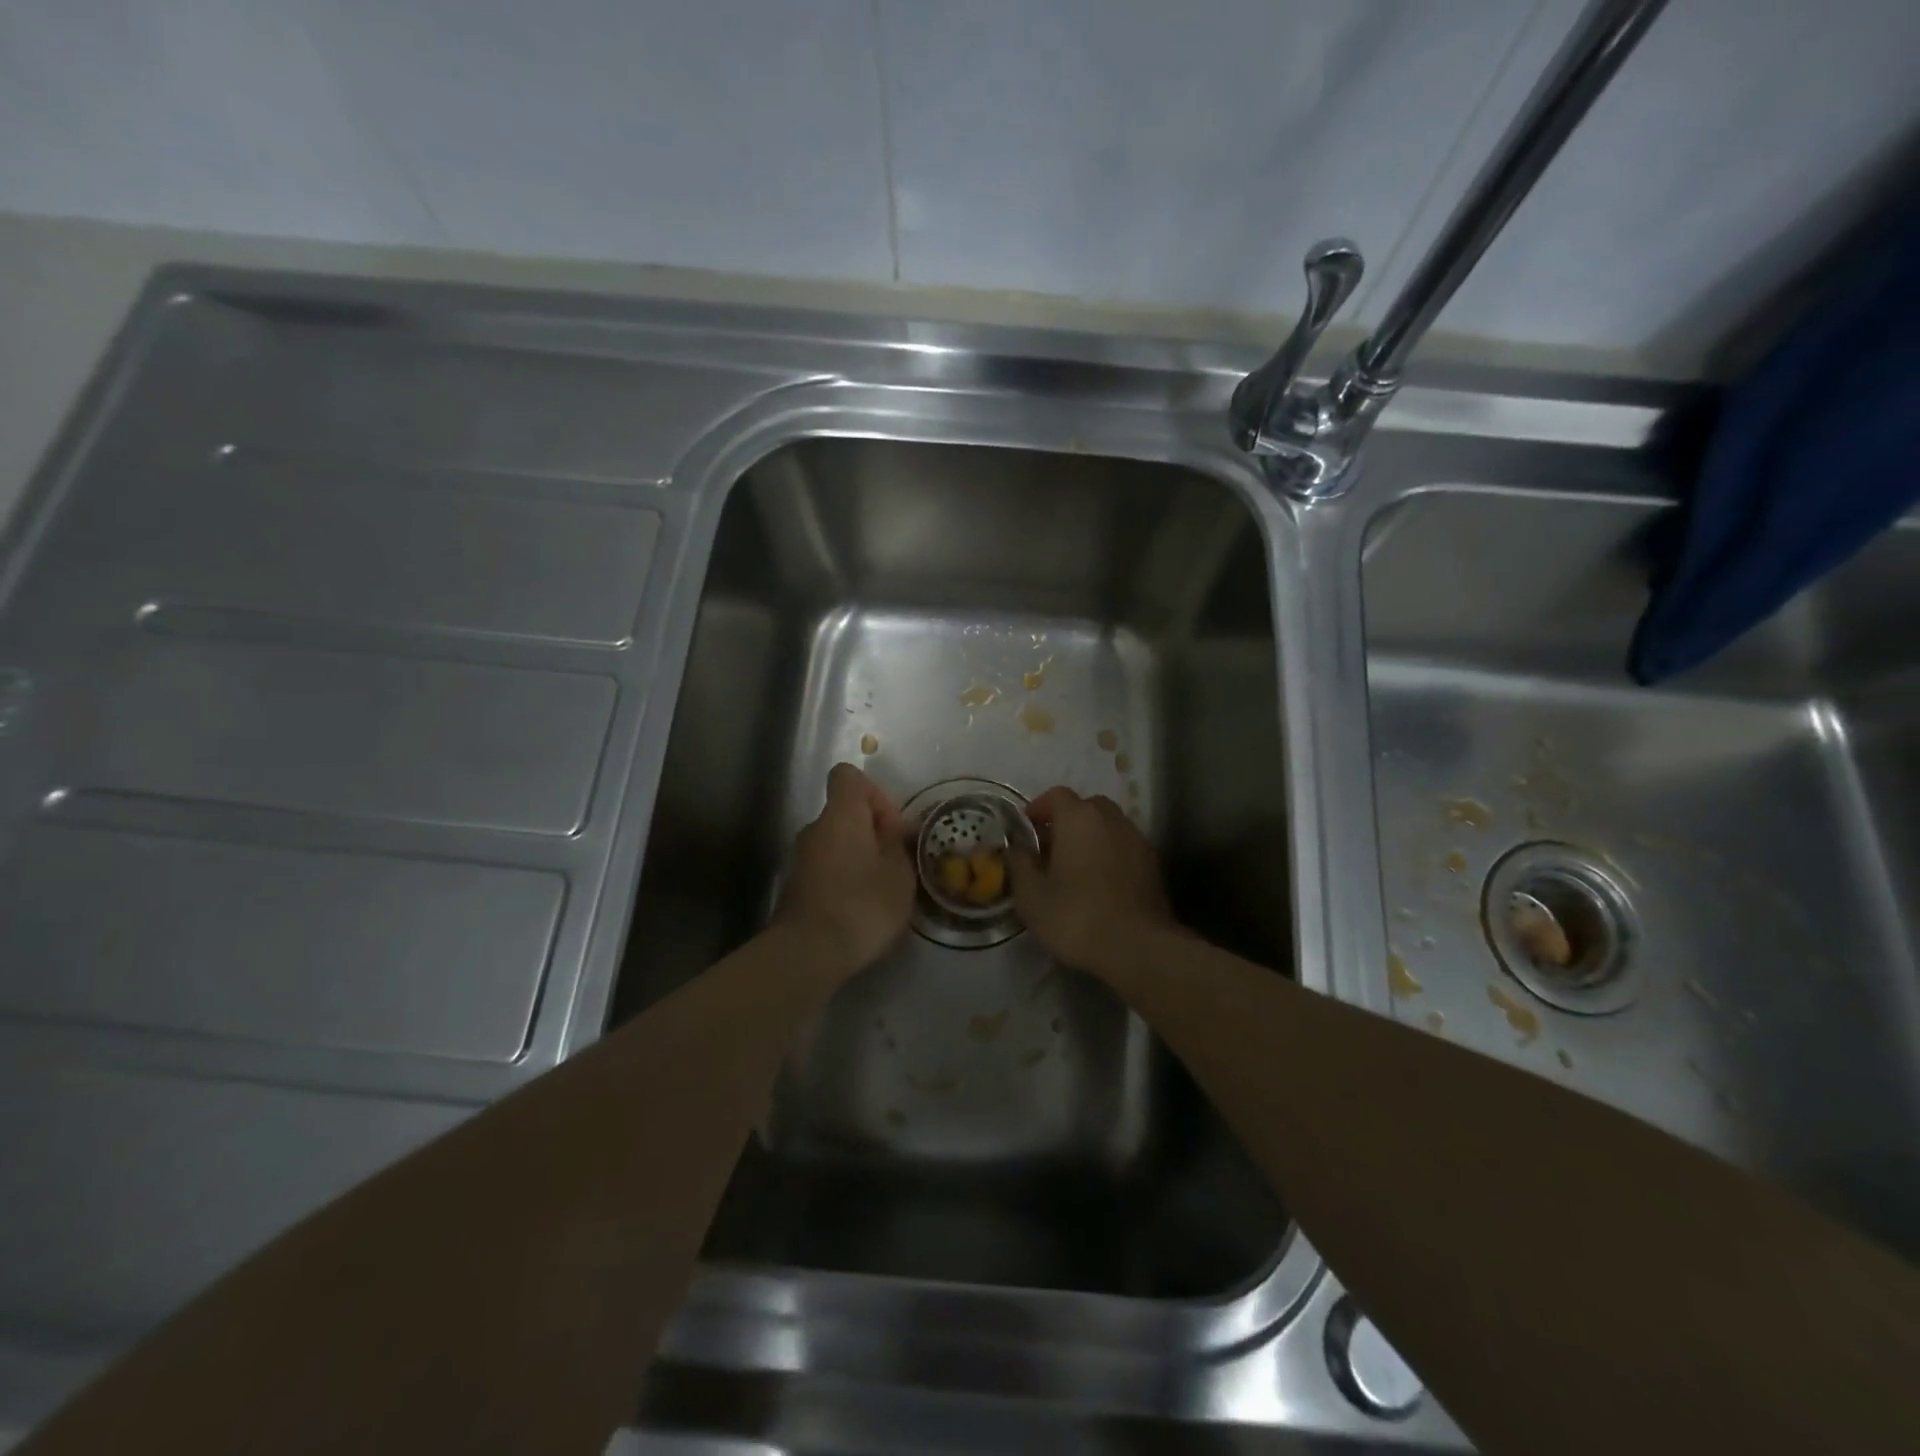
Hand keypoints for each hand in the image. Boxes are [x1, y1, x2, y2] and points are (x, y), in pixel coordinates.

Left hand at [773, 763, 916, 973]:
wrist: (809, 953)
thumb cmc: (863, 904)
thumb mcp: (899, 873)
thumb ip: (898, 843)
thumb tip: (893, 829)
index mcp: (841, 814)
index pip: (848, 776)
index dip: (874, 793)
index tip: (891, 827)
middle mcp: (815, 828)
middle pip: (844, 812)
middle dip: (873, 832)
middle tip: (896, 863)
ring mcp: (800, 858)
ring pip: (836, 843)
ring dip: (859, 857)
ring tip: (882, 890)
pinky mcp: (796, 887)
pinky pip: (826, 868)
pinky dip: (844, 878)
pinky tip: (861, 908)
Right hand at [1009, 787, 1180, 975]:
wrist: (1138, 948)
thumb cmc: (1076, 916)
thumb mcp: (1031, 896)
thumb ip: (1019, 864)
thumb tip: (1016, 848)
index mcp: (1079, 818)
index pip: (1056, 795)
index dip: (1038, 808)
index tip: (1027, 829)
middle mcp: (1111, 819)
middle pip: (1086, 806)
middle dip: (1067, 821)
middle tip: (1050, 848)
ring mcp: (1136, 840)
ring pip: (1108, 826)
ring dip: (1090, 837)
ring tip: (1075, 867)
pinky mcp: (1153, 864)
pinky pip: (1124, 847)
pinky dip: (1109, 854)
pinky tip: (1100, 883)